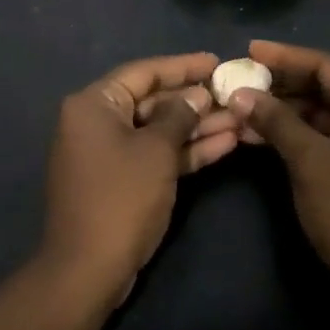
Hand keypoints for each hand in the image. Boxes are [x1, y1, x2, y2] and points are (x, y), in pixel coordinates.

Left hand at [41, 52, 239, 299]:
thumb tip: (196, 95)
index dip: (182, 66)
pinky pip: (155, 154)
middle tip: (234, 94)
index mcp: (94, 104)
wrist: (88, 269)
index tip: (216, 61)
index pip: (143, 72)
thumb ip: (178, 116)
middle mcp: (97, 122)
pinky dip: (185, 151)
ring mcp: (109, 153)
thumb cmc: (121, 198)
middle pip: (152, 101)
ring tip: (241, 119)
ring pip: (159, 130)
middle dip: (195, 100)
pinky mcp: (122, 180)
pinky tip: (226, 143)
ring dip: (197, 126)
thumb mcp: (156, 151)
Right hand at [228, 41, 329, 308]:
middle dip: (280, 84)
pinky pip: (318, 136)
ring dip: (280, 110)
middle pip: (322, 87)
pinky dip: (290, 133)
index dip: (286, 56)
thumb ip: (277, 122)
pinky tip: (255, 134)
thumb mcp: (312, 163)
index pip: (327, 66)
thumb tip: (240, 93)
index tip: (248, 51)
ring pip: (317, 113)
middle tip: (238, 79)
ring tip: (239, 106)